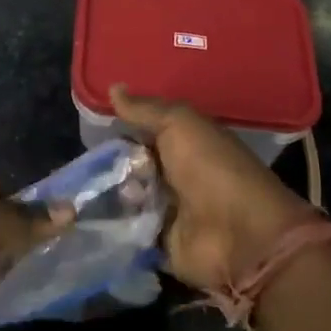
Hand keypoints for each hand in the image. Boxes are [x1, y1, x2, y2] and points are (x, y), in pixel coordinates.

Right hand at [111, 85, 315, 292]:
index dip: (121, 128)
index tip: (94, 128)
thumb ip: (145, 109)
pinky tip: (91, 218)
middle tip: (92, 166)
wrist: (239, 235)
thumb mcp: (179, 124)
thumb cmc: (211, 168)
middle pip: (131, 165)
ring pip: (126, 197)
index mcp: (184, 143)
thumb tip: (113, 87)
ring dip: (110, 194)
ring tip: (93, 192)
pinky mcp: (160, 243)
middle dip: (110, 164)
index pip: (143, 131)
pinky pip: (128, 231)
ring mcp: (167, 211)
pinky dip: (112, 226)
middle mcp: (175, 174)